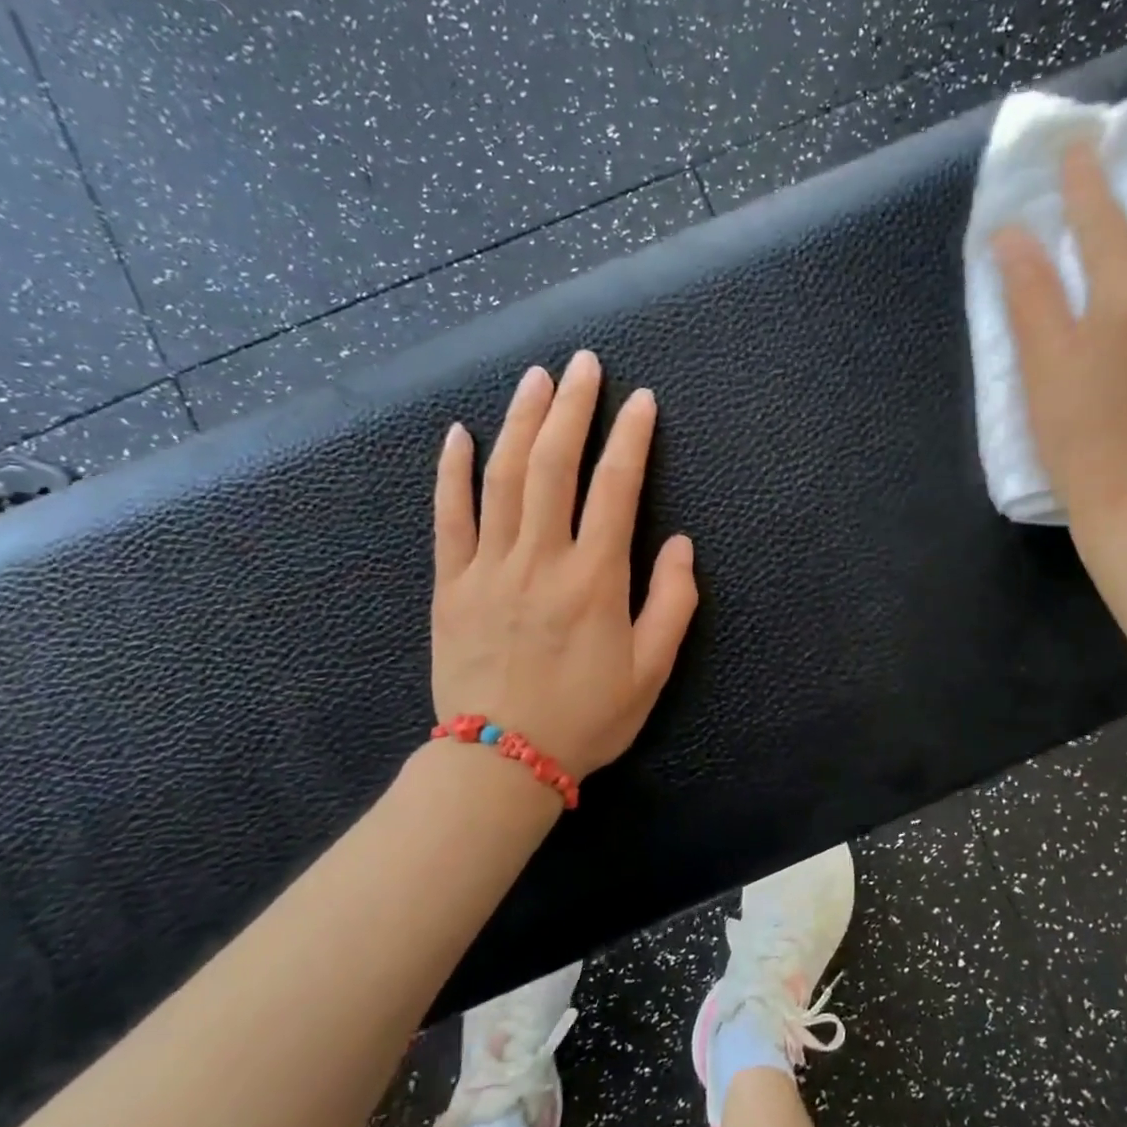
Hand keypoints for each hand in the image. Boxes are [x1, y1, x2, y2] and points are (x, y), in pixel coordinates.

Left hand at [430, 350, 697, 777]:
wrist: (500, 763)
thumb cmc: (587, 717)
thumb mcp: (652, 669)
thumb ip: (672, 602)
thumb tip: (679, 544)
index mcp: (595, 578)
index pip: (616, 487)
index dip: (631, 437)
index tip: (641, 400)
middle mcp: (541, 559)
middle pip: (554, 464)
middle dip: (572, 407)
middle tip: (583, 363)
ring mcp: (489, 567)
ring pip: (503, 477)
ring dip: (520, 420)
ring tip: (534, 378)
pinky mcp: (451, 584)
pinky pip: (448, 517)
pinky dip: (452, 471)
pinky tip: (460, 433)